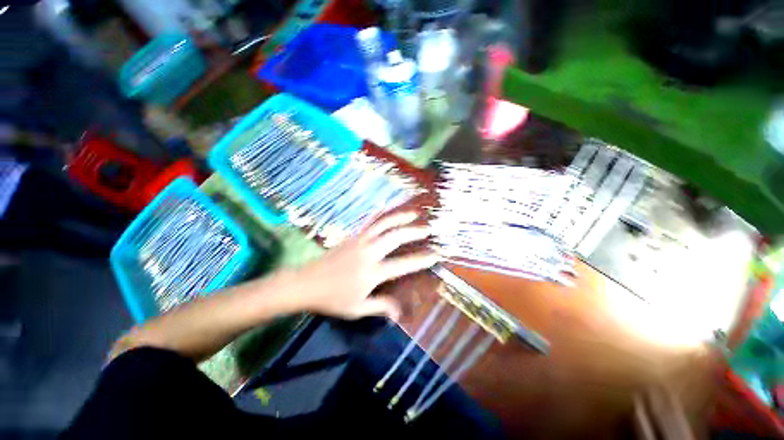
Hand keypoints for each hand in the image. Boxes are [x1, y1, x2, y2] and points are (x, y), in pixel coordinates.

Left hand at [287, 211, 438, 320]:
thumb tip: (400, 313)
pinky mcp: (352, 236)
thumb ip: (380, 307)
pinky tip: (387, 208)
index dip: (421, 260)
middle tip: (428, 229)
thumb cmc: (332, 298)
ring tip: (413, 213)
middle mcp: (368, 252)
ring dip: (400, 217)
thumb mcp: (357, 309)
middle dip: (414, 232)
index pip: (402, 265)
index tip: (435, 254)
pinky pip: (369, 221)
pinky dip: (380, 213)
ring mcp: (359, 241)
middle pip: (395, 237)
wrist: (306, 283)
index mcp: (372, 272)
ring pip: (383, 224)